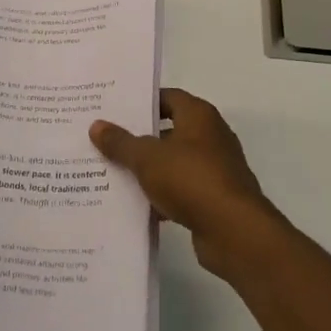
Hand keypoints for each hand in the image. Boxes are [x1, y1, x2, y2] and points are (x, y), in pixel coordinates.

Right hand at [90, 89, 280, 278]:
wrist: (234, 232)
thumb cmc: (191, 180)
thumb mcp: (147, 158)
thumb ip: (121, 142)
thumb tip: (96, 125)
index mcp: (199, 116)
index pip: (167, 97)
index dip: (141, 102)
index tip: (113, 109)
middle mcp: (211, 137)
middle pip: (169, 130)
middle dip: (139, 137)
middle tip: (106, 140)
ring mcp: (215, 169)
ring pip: (173, 162)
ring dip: (149, 169)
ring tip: (112, 171)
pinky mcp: (214, 199)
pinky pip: (181, 190)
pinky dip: (161, 195)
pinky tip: (135, 204)